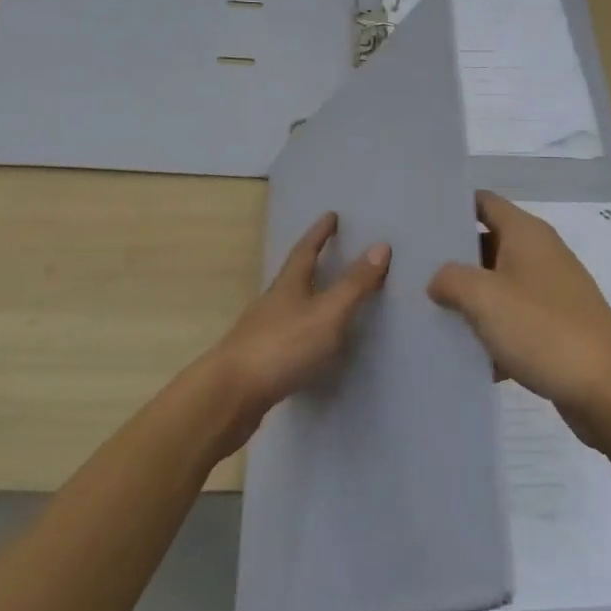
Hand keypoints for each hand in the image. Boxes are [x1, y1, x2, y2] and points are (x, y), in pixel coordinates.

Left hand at [212, 212, 389, 444]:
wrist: (230, 395)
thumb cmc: (283, 346)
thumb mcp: (328, 313)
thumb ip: (354, 284)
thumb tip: (381, 245)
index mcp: (289, 285)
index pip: (306, 250)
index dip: (320, 233)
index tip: (331, 216)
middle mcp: (273, 302)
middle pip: (293, 275)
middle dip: (311, 262)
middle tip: (330, 251)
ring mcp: (261, 331)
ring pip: (288, 305)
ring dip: (306, 297)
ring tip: (324, 297)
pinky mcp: (258, 360)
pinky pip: (285, 334)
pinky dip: (301, 330)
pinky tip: (308, 345)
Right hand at [428, 191, 610, 439]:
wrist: (608, 391)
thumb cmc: (544, 330)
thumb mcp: (485, 298)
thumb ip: (451, 279)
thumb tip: (438, 279)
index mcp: (527, 234)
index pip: (483, 202)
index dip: (451, 207)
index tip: (417, 221)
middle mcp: (540, 255)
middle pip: (487, 244)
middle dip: (452, 258)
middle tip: (411, 270)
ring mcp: (550, 293)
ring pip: (498, 286)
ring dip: (469, 299)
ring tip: (426, 311)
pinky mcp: (555, 328)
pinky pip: (513, 321)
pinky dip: (491, 333)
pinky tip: (462, 355)